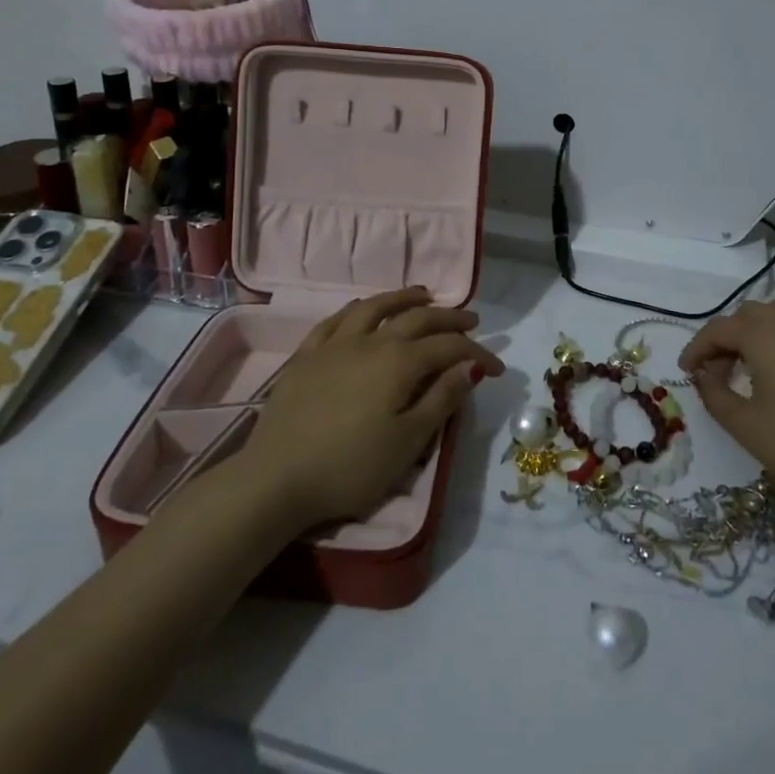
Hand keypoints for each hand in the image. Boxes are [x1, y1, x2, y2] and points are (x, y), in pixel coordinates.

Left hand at [241, 288, 502, 526]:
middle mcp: (370, 341)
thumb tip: (471, 366)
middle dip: (449, 318)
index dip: (477, 353)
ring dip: (404, 298)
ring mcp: (335, 344)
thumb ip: (442, 399)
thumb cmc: (350, 466)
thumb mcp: (408, 441)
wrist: (277, 478)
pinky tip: (364, 309)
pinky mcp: (307, 355)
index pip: (448, 347)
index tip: (497, 368)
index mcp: (399, 362)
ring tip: (423, 295)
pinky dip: (359, 309)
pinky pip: (337, 320)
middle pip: (417, 318)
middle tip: (471, 321)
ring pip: (376, 307)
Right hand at [679, 294, 774, 522]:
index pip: (718, 329)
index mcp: (764, 334)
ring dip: (761, 327)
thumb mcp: (744, 425)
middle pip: (748, 316)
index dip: (696, 349)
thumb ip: (713, 394)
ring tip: (755, 359)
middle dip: (727, 340)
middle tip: (718, 375)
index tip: (686, 372)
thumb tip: (704, 375)